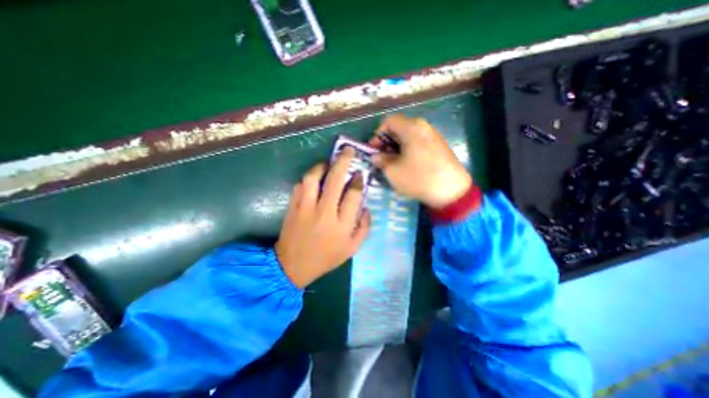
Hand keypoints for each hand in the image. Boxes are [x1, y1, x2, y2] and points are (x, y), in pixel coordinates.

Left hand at [276, 148, 370, 286]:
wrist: (293, 265)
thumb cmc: (326, 258)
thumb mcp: (352, 248)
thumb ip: (364, 227)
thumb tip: (366, 207)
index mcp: (341, 225)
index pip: (354, 195)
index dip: (358, 180)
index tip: (359, 174)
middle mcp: (324, 213)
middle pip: (335, 180)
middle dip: (343, 162)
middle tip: (347, 151)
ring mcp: (305, 208)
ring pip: (313, 178)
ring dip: (322, 167)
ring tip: (328, 164)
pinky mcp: (292, 207)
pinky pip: (300, 185)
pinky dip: (308, 179)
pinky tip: (314, 179)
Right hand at [369, 115, 472, 207]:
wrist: (451, 191)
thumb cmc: (418, 178)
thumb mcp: (393, 171)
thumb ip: (381, 160)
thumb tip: (376, 156)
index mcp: (412, 128)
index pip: (389, 121)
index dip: (378, 135)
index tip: (374, 150)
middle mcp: (424, 127)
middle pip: (400, 127)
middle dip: (387, 142)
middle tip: (382, 158)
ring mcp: (434, 136)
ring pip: (409, 136)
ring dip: (397, 147)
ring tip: (394, 163)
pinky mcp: (440, 146)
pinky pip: (419, 142)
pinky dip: (409, 150)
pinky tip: (407, 164)